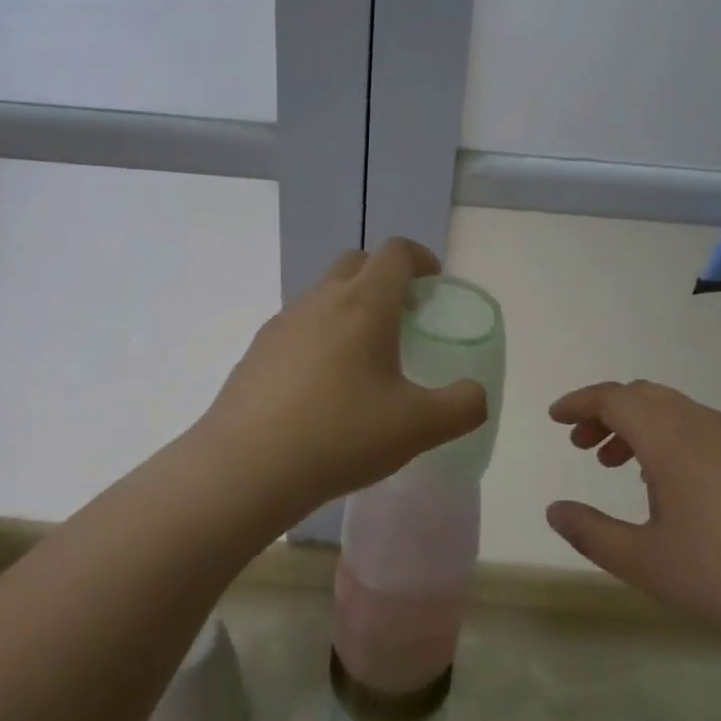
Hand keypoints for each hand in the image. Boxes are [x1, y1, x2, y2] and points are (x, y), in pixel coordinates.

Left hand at [201, 240, 487, 520]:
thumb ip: (463, 407)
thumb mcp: (418, 428)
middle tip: (403, 317)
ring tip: (363, 357)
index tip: (433, 284)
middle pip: (356, 262)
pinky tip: (321, 386)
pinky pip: (298, 325)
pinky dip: (319, 335)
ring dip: (349, 306)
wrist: (245, 468)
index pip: (395, 252)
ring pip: (323, 293)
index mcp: (364, 304)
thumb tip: (475, 394)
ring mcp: (283, 322)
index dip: (420, 258)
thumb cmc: (340, 436)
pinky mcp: (257, 349)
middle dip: (384, 276)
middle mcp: (321, 300)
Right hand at [546, 380, 720, 662]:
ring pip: (672, 411)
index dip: (579, 403)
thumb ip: (591, 533)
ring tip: (616, 465)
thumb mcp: (644, 561)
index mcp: (668, 435)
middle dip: (606, 413)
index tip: (554, 418)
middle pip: (642, 396)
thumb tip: (554, 511)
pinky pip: (697, 429)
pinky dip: (667, 439)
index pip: (612, 397)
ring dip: (637, 427)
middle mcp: (700, 423)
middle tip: (582, 446)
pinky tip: (666, 485)